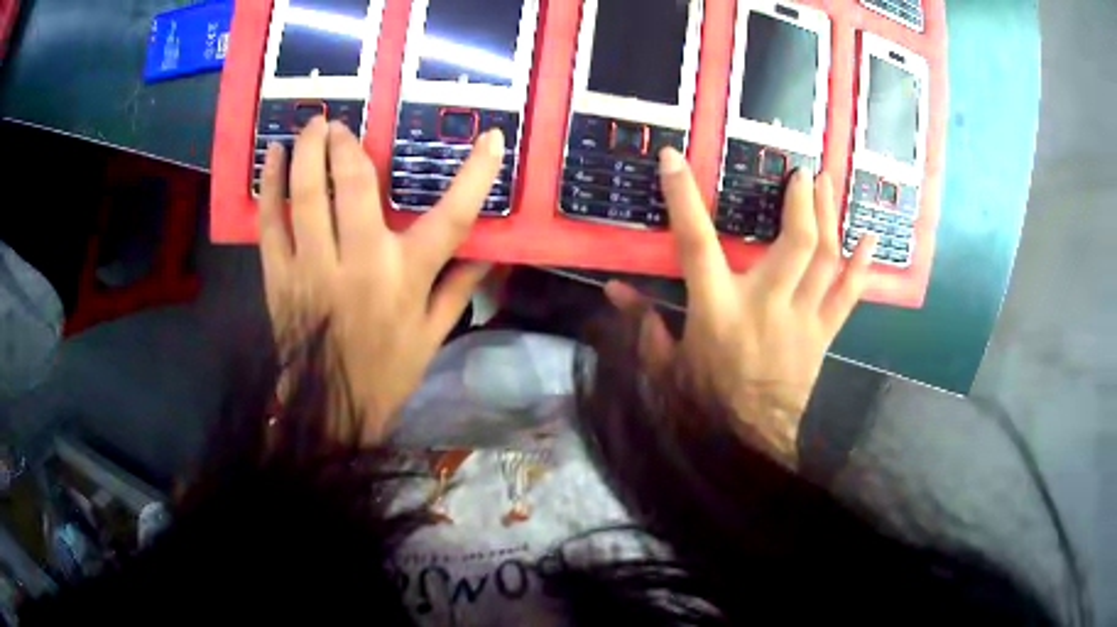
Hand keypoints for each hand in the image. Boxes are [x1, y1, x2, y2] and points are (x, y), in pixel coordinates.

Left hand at [258, 117, 503, 442]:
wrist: (330, 410)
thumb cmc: (388, 373)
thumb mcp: (434, 334)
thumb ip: (461, 286)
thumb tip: (494, 250)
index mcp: (405, 278)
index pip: (452, 218)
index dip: (476, 175)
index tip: (492, 139)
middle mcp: (359, 264)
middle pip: (356, 186)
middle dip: (348, 145)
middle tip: (343, 125)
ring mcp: (312, 268)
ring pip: (308, 194)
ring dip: (309, 151)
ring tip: (313, 124)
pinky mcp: (279, 277)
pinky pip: (271, 222)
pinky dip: (271, 185)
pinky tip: (275, 156)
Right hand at [604, 149, 877, 463]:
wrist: (752, 446)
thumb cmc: (705, 406)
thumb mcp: (666, 368)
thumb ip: (643, 324)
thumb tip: (614, 288)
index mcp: (718, 312)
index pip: (696, 244)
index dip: (682, 198)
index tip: (674, 158)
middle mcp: (766, 306)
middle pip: (793, 244)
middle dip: (800, 203)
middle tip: (801, 171)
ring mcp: (802, 320)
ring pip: (825, 260)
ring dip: (830, 218)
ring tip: (830, 183)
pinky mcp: (823, 335)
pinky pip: (848, 297)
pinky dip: (861, 268)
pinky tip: (871, 240)